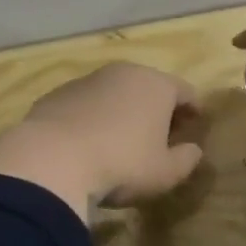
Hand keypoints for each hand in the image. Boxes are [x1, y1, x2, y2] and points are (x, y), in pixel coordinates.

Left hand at [0, 63, 204, 218]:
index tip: (194, 126)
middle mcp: (123, 73)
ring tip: (121, 139)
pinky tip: (88, 142)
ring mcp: (86, 80)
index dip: (193, 110)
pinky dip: (92, 117)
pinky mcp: (56, 94)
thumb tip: (193, 150)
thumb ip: (186, 160)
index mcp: (156, 85)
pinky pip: (85, 104)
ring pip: (114, 92)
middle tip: (160, 134)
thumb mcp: (164, 173)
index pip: (185, 92)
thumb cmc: (121, 164)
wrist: (51, 159)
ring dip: (122, 110)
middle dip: (157, 108)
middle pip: (149, 87)